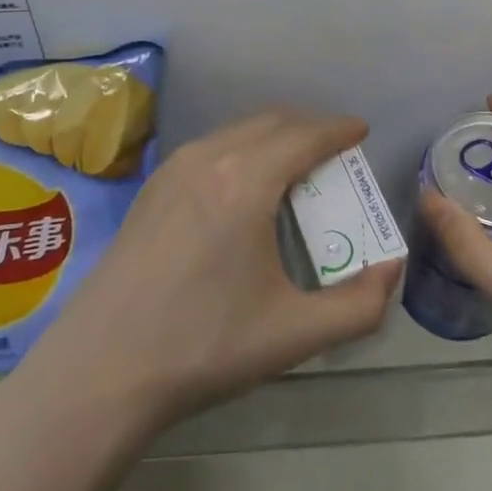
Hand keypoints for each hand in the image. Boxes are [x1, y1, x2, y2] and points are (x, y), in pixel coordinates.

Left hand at [5, 109, 401, 441]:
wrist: (101, 369)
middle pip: (272, 122)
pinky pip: (211, 148)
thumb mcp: (293, 335)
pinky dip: (242, 149)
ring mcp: (173, 169)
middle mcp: (209, 158)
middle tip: (335, 154)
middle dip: (309, 128)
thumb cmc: (203, 346)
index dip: (339, 129)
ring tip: (295, 168)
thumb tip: (390, 271)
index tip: (361, 131)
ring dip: (274, 137)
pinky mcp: (151, 187)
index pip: (305, 136)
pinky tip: (244, 189)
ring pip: (237, 131)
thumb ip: (358, 306)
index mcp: (246, 182)